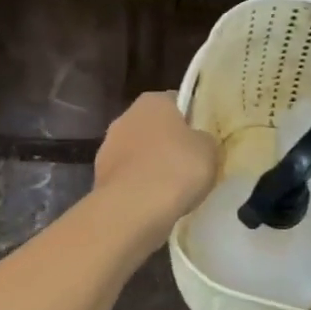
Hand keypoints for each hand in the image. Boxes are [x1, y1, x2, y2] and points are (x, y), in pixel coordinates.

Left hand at [94, 92, 218, 236]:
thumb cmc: (175, 168)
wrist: (132, 208)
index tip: (204, 138)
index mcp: (153, 101)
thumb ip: (205, 140)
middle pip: (155, 128)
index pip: (177, 102)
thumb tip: (198, 142)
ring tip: (176, 191)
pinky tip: (156, 204)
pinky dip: (140, 188)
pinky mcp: (101, 177)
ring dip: (153, 167)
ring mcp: (108, 147)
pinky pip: (129, 179)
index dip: (192, 119)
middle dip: (170, 144)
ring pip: (140, 154)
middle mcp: (126, 117)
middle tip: (192, 165)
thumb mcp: (210, 150)